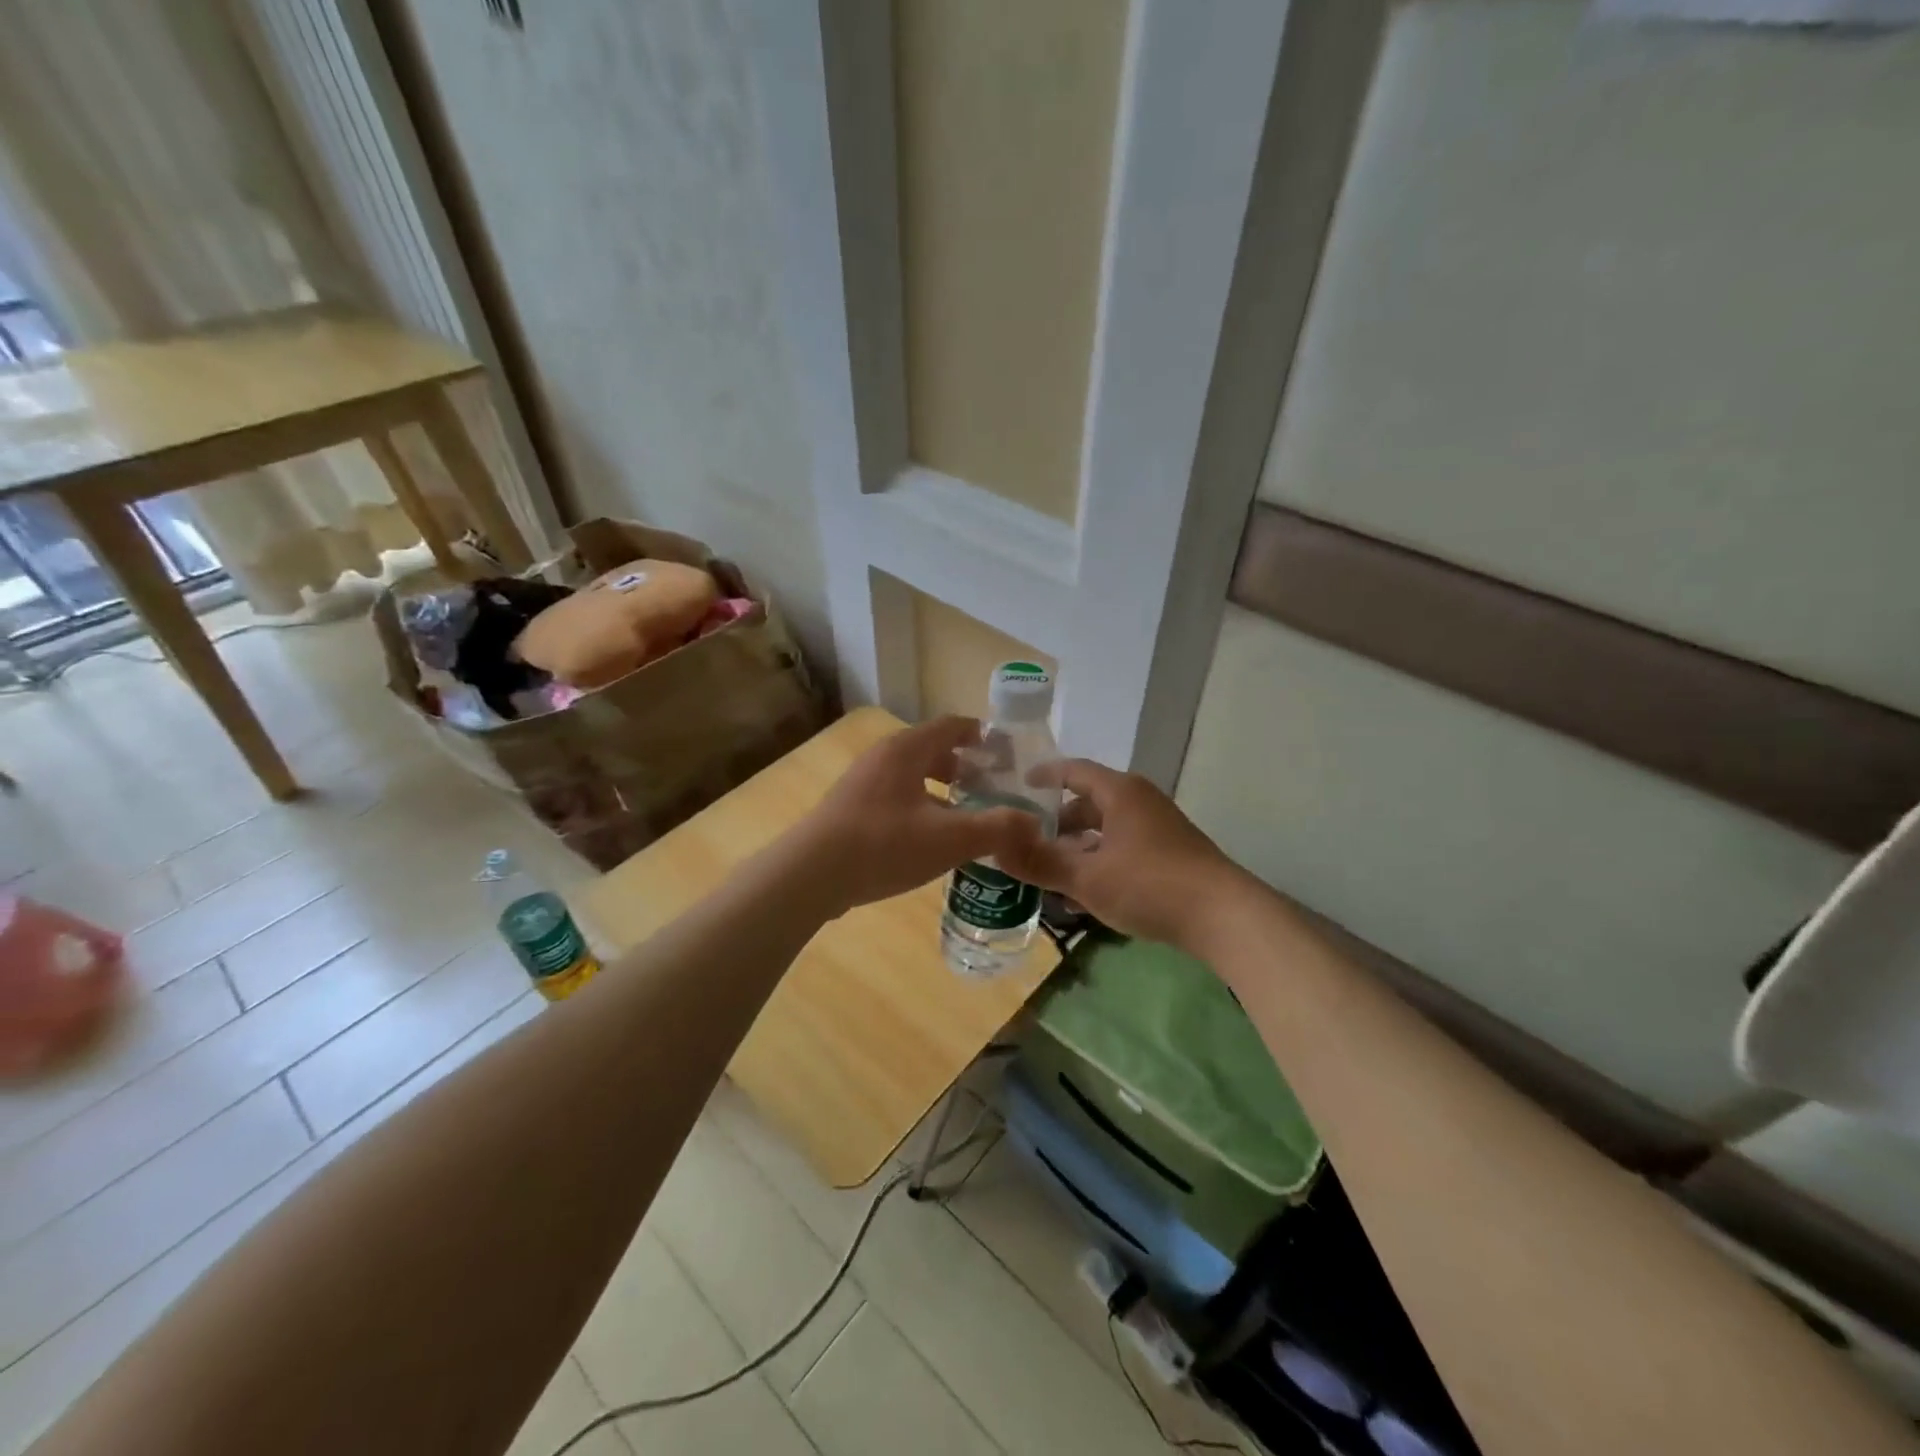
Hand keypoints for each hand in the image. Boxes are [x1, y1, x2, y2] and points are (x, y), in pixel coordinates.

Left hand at [791, 716, 1040, 913]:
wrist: (811, 875)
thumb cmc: (884, 845)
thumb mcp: (950, 838)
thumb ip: (997, 827)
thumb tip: (1034, 822)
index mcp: (907, 750)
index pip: (952, 726)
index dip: (983, 736)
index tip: (1007, 755)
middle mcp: (883, 757)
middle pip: (933, 750)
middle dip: (965, 767)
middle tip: (993, 789)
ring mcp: (863, 782)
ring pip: (913, 776)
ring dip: (942, 790)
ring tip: (967, 817)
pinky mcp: (851, 809)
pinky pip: (897, 797)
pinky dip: (921, 807)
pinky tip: (931, 841)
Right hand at [996, 760, 1248, 951]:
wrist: (1224, 916)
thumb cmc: (1149, 884)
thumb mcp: (1087, 878)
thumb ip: (1041, 864)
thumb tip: (996, 851)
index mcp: (1120, 793)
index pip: (1073, 770)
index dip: (1043, 776)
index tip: (1018, 787)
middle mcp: (1140, 801)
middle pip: (1090, 801)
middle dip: (1058, 821)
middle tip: (1028, 841)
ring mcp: (1159, 827)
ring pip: (1107, 828)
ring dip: (1079, 846)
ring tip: (1051, 871)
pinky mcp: (1171, 853)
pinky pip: (1124, 847)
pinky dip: (1101, 860)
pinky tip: (1087, 892)